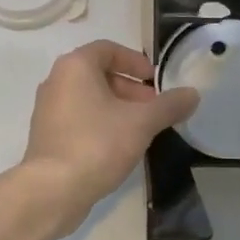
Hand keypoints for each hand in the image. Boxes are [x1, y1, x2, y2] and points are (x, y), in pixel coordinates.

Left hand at [21, 40, 199, 226]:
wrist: (53, 190)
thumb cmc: (97, 144)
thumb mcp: (142, 123)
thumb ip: (169, 105)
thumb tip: (193, 94)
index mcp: (76, 66)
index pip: (108, 49)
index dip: (135, 62)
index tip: (155, 81)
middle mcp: (56, 80)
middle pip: (99, 74)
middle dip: (130, 88)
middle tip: (154, 108)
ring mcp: (47, 109)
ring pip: (89, 97)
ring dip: (117, 107)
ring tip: (141, 129)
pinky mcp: (46, 134)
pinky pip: (78, 118)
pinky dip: (100, 123)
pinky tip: (119, 146)